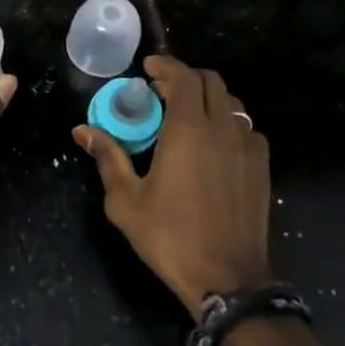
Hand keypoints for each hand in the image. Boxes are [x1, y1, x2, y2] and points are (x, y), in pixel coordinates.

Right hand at [74, 54, 271, 314]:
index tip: (147, 68)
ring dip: (208, 98)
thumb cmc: (170, 236)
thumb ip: (108, 157)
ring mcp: (248, 148)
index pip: (183, 77)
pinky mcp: (262, 168)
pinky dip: (228, 123)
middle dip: (185, 77)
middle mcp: (222, 129)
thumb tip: (82, 130)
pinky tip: (214, 143)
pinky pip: (247, 129)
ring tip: (186, 114)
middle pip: (211, 82)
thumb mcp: (126, 200)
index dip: (165, 65)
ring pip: (232, 103)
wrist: (228, 280)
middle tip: (161, 90)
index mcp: (188, 130)